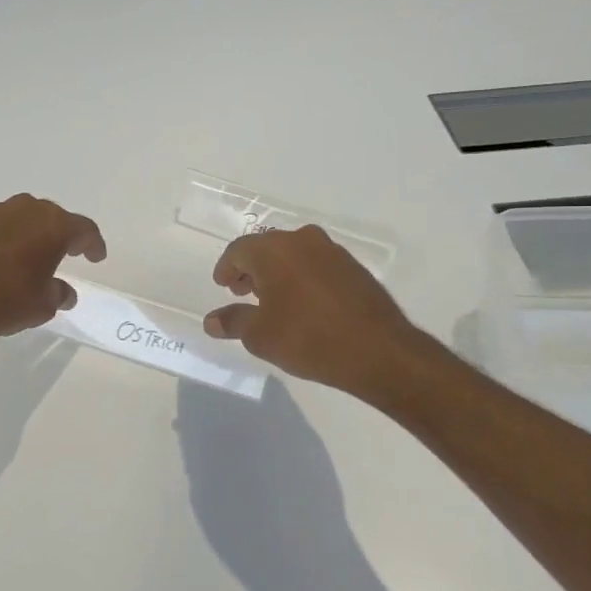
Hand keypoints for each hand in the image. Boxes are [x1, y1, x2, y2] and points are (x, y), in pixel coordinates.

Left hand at [0, 194, 105, 343]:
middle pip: (51, 216)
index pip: (84, 229)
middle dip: (60, 233)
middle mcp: (24, 210)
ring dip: (28, 233)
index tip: (96, 257)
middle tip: (65, 251)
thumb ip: (59, 293)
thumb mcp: (43, 306)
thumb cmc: (6, 302)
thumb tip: (64, 292)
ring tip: (28, 255)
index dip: (93, 244)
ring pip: (19, 217)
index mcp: (52, 226)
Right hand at [203, 226, 426, 398]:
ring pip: (294, 254)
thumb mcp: (261, 336)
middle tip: (242, 292)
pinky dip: (302, 277)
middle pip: (267, 247)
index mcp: (274, 250)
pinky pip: (316, 264)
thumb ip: (233, 322)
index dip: (226, 268)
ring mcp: (332, 252)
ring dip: (278, 272)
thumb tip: (212, 321)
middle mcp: (303, 240)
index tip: (222, 286)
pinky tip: (302, 304)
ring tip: (271, 300)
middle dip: (251, 268)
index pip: (239, 250)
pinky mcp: (354, 268)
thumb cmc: (308, 338)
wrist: (378, 350)